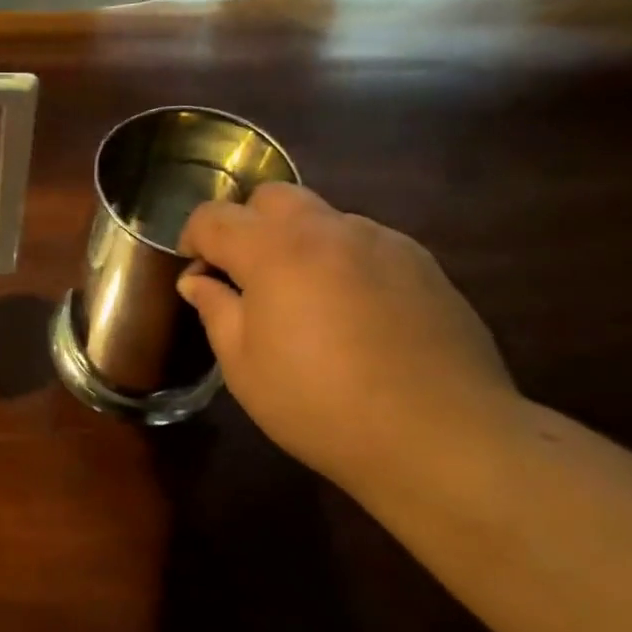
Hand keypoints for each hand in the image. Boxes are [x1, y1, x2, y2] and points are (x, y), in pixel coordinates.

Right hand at [179, 184, 516, 494]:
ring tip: (304, 301)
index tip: (193, 269)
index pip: (216, 217)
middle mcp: (330, 230)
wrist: (438, 435)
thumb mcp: (243, 365)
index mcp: (275, 251)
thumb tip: (197, 279)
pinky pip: (366, 244)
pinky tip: (353, 314)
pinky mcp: (423, 264)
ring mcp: (383, 242)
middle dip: (247, 225)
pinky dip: (342, 262)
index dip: (192, 237)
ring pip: (324, 219)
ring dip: (298, 243)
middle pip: (273, 197)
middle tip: (245, 276)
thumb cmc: (318, 403)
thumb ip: (215, 309)